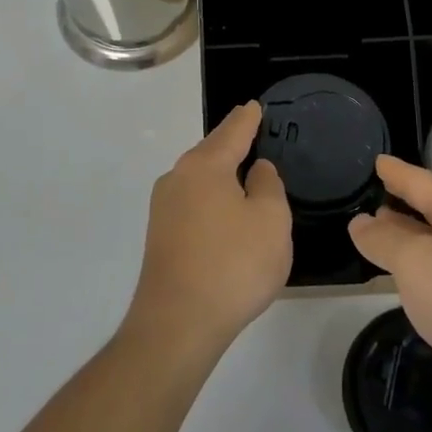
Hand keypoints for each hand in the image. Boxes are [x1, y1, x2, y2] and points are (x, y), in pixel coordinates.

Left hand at [124, 102, 291, 360]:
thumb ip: (268, 186)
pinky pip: (192, 202)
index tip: (255, 106)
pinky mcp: (161, 236)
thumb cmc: (232, 265)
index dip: (248, 119)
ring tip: (243, 173)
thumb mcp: (271, 221)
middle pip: (210, 152)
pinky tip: (225, 212)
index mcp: (205, 166)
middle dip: (231, 143)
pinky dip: (211, 199)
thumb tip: (256, 171)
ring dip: (220, 174)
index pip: (232, 131)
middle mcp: (178, 178)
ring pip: (199, 178)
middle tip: (252, 135)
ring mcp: (164, 208)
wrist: (177, 324)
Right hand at [349, 156, 431, 415]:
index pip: (420, 180)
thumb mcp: (415, 264)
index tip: (376, 161)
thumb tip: (361, 222)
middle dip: (406, 203)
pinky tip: (422, 280)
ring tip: (388, 237)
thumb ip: (384, 240)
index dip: (394, 172)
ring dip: (418, 236)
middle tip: (375, 201)